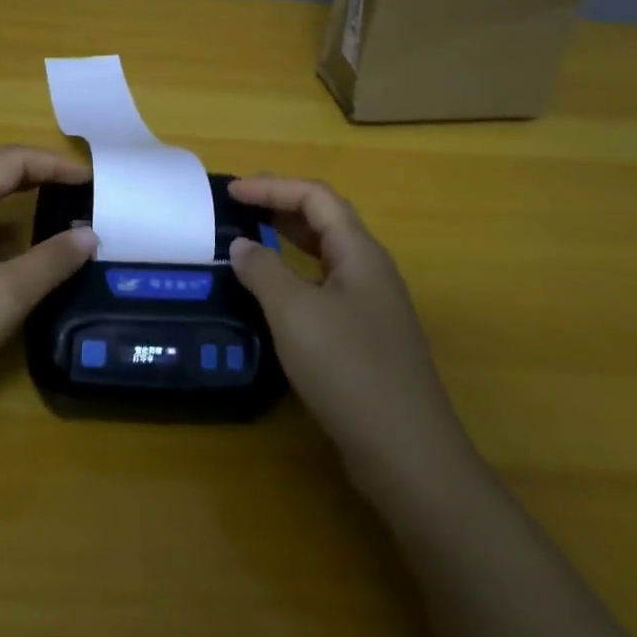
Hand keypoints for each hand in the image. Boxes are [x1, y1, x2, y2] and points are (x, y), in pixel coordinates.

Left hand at [0, 145, 97, 404]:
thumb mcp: (6, 295)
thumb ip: (51, 261)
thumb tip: (89, 234)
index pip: (9, 161)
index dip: (51, 162)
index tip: (87, 179)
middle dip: (28, 163)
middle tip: (64, 179)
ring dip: (9, 188)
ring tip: (45, 202)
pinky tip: (12, 247)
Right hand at [228, 177, 471, 496]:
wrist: (405, 450)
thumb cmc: (348, 368)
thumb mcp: (294, 312)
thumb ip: (264, 271)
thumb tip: (242, 245)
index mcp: (359, 252)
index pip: (316, 197)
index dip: (273, 187)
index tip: (232, 192)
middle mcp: (370, 271)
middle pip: (325, 221)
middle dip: (281, 206)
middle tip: (239, 208)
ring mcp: (371, 306)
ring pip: (326, 256)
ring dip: (289, 241)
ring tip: (250, 241)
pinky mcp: (365, 337)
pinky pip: (325, 288)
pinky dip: (295, 277)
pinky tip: (273, 297)